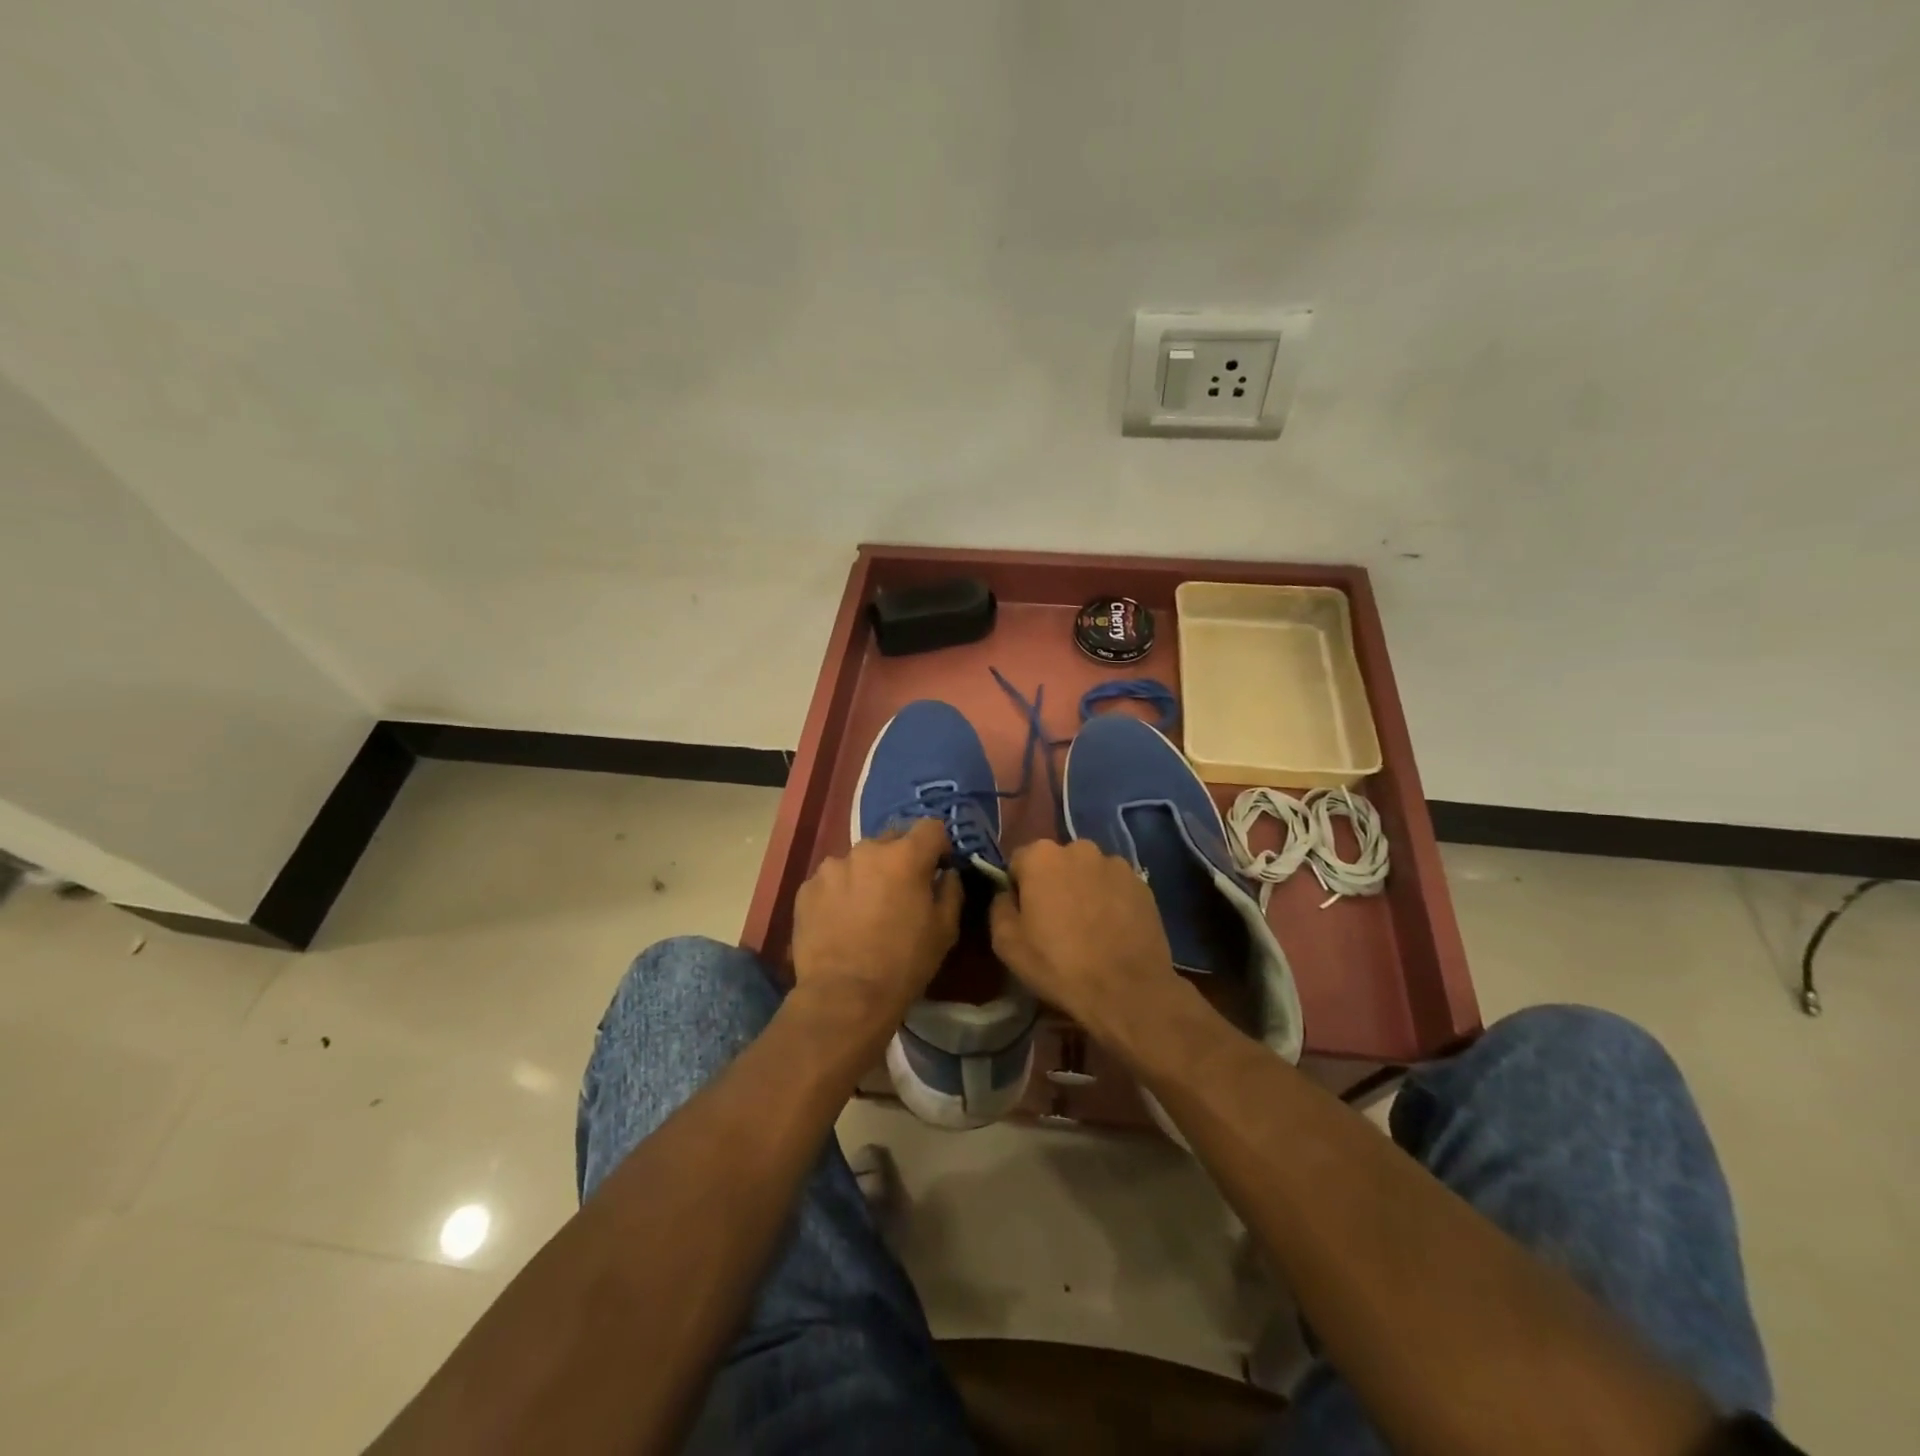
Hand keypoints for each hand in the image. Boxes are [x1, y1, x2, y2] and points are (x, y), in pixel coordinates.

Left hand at [789, 817, 962, 1035]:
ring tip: (866, 909)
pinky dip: (840, 892)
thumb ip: (951, 889)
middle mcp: (867, 850)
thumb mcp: (945, 929)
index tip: (938, 868)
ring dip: (868, 875)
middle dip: (901, 859)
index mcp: (905, 855)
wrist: (844, 997)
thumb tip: (946, 873)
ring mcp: (832, 867)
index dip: (939, 846)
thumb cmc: (904, 963)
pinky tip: (841, 921)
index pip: (931, 827)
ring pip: (859, 860)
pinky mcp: (807, 888)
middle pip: (892, 840)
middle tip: (901, 892)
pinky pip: (832, 880)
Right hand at [989, 838, 1184, 1041]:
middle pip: (1056, 863)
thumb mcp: (1006, 943)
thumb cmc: (1059, 965)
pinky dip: (1110, 900)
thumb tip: (1007, 895)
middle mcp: (1079, 848)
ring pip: (1087, 873)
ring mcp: (1116, 864)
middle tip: (1056, 922)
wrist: (1127, 991)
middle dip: (1053, 884)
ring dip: (1083, 890)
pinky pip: (1114, 886)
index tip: (1026, 917)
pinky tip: (1112, 931)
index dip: (1018, 889)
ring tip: (1088, 928)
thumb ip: (999, 907)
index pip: (1019, 862)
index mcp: (1042, 856)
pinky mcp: (1142, 884)